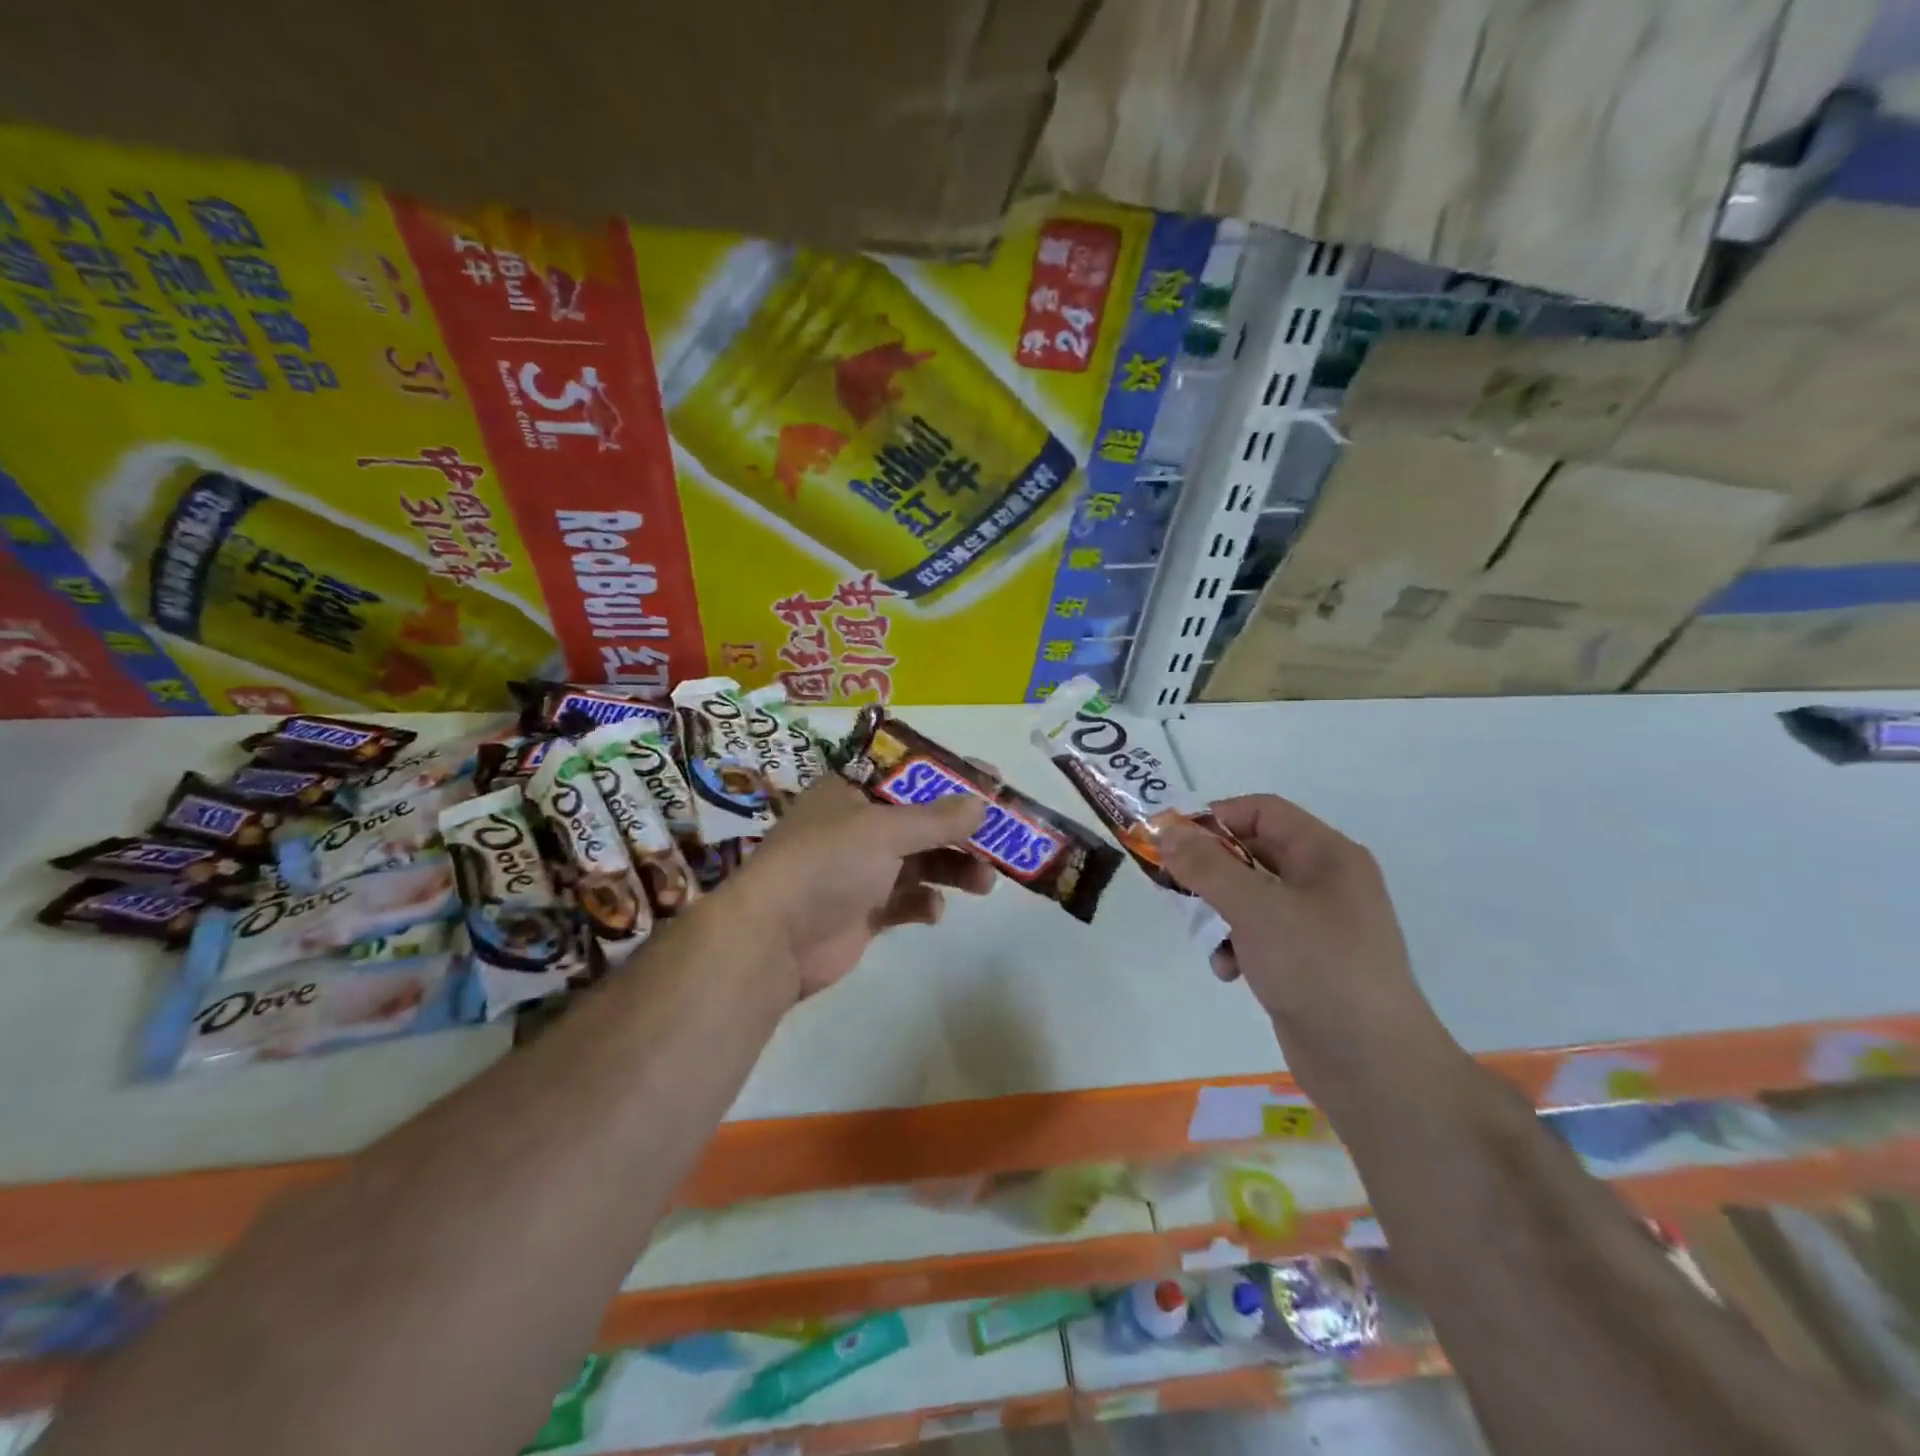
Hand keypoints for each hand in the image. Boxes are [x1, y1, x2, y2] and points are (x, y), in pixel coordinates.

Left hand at [731, 777, 994, 997]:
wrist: (774, 940)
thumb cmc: (827, 864)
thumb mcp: (884, 830)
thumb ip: (936, 818)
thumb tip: (982, 803)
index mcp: (851, 792)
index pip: (908, 774)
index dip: (950, 776)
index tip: (992, 783)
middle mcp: (856, 826)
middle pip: (920, 821)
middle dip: (960, 831)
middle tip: (1004, 837)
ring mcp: (859, 871)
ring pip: (920, 862)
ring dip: (953, 868)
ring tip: (985, 881)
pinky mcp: (864, 911)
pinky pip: (906, 900)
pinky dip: (924, 903)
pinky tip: (932, 911)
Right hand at [1159, 795, 1451, 1091]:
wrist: (1373, 1066)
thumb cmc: (1318, 969)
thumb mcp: (1255, 909)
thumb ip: (1206, 866)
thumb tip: (1166, 831)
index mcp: (1327, 855)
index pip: (1262, 811)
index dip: (1215, 818)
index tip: (1172, 841)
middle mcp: (1325, 881)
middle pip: (1253, 852)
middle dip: (1211, 868)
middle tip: (1173, 882)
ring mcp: (1317, 924)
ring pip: (1250, 896)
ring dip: (1219, 911)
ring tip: (1204, 933)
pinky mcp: (1306, 961)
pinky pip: (1259, 935)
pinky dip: (1236, 946)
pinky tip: (1228, 971)